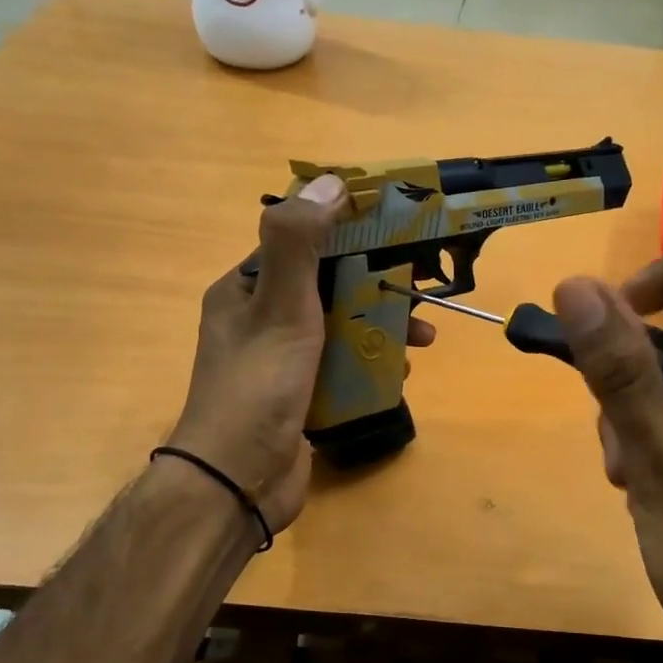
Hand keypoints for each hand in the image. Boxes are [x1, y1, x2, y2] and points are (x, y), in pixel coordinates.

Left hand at [169, 175, 434, 533]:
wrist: (239, 481)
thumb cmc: (259, 385)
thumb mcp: (280, 305)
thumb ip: (300, 242)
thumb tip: (330, 180)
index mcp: (246, 289)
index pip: (301, 243)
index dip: (348, 230)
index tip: (395, 228)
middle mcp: (261, 319)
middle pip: (329, 285)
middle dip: (378, 285)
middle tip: (422, 288)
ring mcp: (282, 361)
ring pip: (342, 327)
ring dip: (382, 327)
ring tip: (424, 338)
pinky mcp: (302, 395)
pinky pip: (343, 366)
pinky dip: (372, 364)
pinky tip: (400, 373)